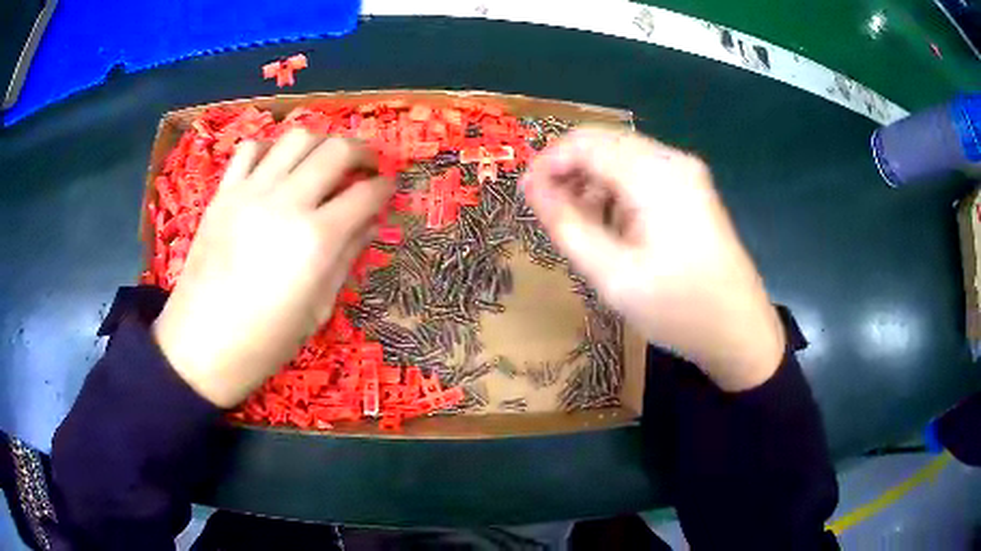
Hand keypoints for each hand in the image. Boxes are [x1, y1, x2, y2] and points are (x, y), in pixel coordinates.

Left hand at [153, 130, 393, 406]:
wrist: (199, 347)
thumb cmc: (264, 342)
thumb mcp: (317, 310)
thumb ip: (347, 257)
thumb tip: (371, 223)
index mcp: (316, 241)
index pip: (366, 194)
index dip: (386, 187)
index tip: (389, 189)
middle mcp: (286, 203)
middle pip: (336, 150)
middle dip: (362, 151)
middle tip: (367, 166)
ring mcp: (250, 193)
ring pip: (296, 138)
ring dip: (321, 142)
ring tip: (325, 161)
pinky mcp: (223, 193)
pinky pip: (251, 148)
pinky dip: (273, 148)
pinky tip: (278, 167)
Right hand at [521, 126, 784, 390]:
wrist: (740, 332)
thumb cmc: (678, 309)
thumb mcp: (613, 276)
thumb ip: (567, 226)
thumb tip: (532, 189)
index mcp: (655, 175)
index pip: (584, 143)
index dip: (547, 163)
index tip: (525, 197)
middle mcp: (672, 161)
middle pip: (603, 143)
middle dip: (567, 171)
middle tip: (546, 213)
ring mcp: (686, 173)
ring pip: (621, 157)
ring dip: (591, 181)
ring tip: (577, 225)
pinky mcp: (692, 189)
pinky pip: (641, 174)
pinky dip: (615, 190)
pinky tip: (610, 225)